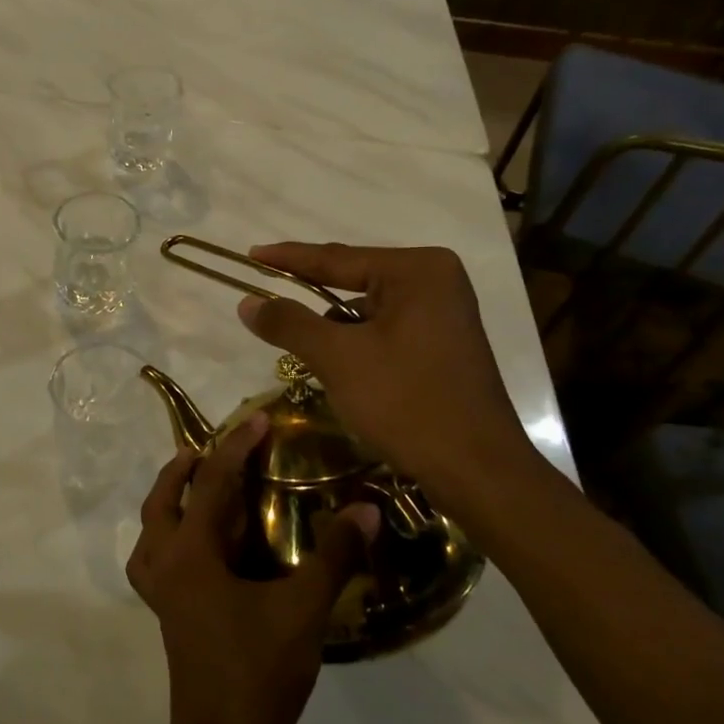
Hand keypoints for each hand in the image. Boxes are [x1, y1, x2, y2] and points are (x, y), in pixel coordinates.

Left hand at [127, 415, 377, 723]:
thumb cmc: (258, 672)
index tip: (258, 419)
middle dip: (183, 468)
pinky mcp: (167, 614)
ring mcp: (160, 592)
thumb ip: (334, 556)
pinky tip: (197, 547)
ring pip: (150, 530)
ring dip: (167, 500)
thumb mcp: (303, 610)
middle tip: (210, 448)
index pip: (210, 483)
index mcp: (190, 554)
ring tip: (191, 485)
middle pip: (162, 501)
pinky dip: (167, 538)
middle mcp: (165, 564)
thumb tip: (366, 509)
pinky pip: (154, 559)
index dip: (235, 447)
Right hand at [236, 242, 545, 513]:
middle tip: (264, 297)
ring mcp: (444, 314)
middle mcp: (436, 281)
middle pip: (354, 281)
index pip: (337, 258)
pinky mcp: (443, 344)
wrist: (476, 469)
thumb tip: (247, 302)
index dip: (288, 258)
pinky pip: (385, 330)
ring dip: (332, 327)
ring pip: (367, 310)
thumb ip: (290, 323)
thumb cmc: (406, 402)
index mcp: (417, 270)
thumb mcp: (338, 358)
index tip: (251, 255)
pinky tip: (336, 363)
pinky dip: (356, 343)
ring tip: (295, 341)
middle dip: (309, 296)